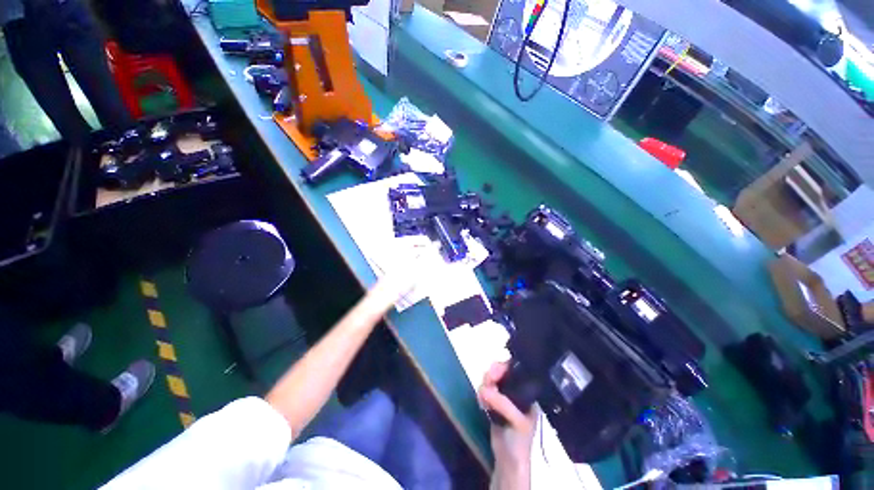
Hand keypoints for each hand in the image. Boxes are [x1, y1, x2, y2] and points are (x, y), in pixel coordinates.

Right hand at [478, 362, 536, 489]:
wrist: (508, 461)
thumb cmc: (519, 440)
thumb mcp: (516, 421)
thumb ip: (503, 404)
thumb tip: (483, 389)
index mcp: (527, 393)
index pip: (517, 370)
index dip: (505, 367)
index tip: (494, 372)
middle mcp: (516, 391)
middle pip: (502, 372)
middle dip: (493, 375)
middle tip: (487, 382)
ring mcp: (504, 397)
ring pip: (492, 380)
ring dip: (486, 384)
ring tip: (484, 397)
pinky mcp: (494, 403)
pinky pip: (486, 390)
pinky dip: (482, 393)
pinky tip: (482, 403)